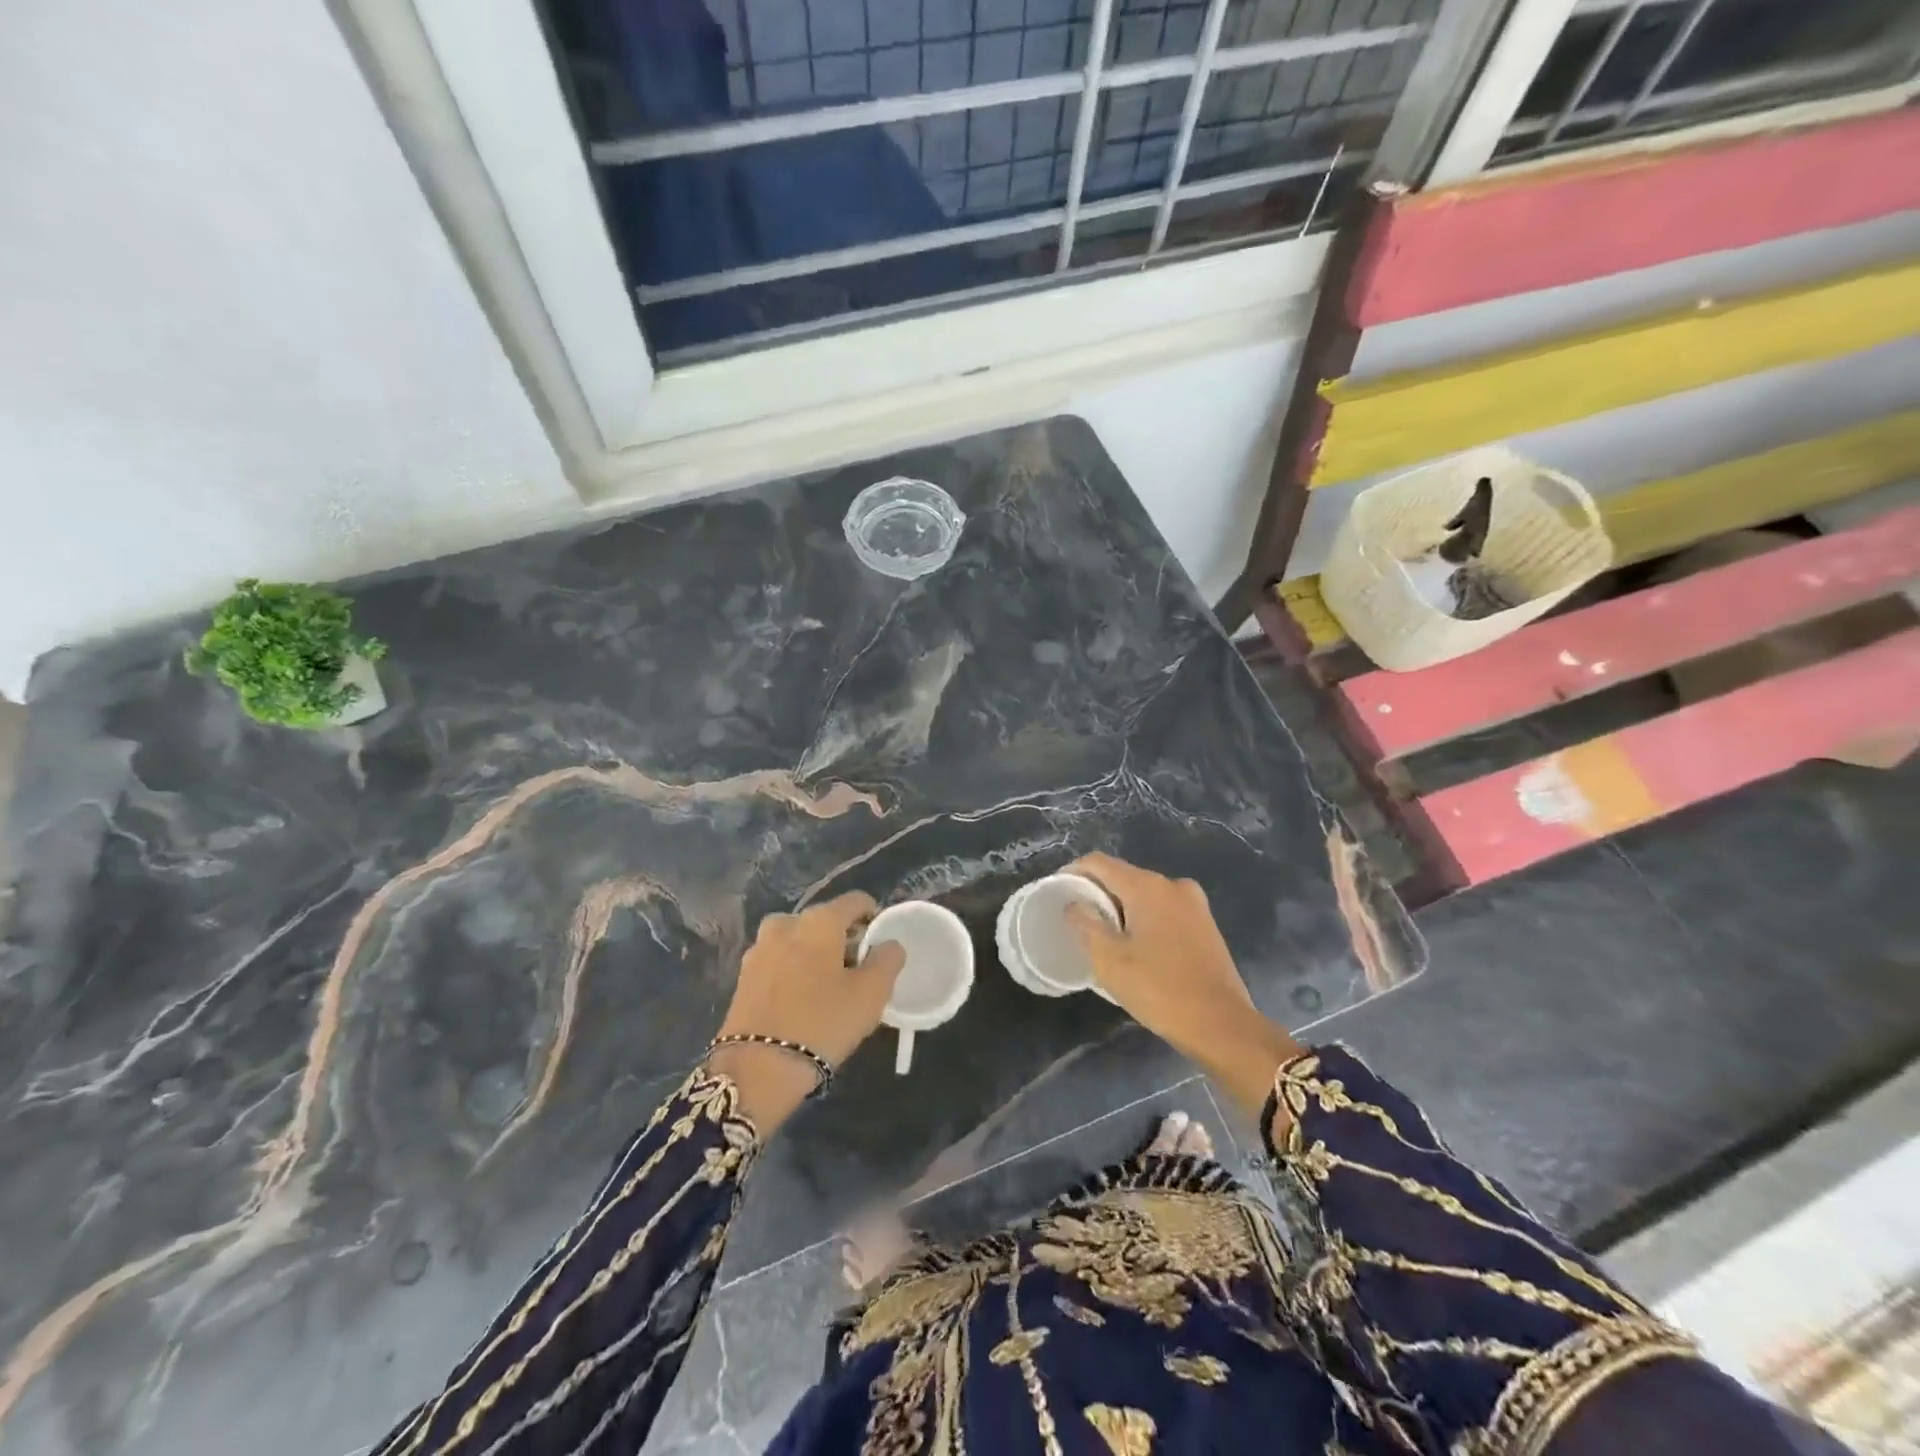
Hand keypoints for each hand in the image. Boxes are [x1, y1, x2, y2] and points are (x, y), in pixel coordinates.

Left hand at [707, 892, 904, 1132]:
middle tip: (856, 973)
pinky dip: (794, 971)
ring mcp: (759, 948)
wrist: (757, 1068)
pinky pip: (779, 961)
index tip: (880, 947)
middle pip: (825, 921)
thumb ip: (888, 960)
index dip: (873, 918)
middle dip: (843, 939)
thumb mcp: (872, 994)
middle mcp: (786, 923)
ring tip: (828, 989)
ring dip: (816, 955)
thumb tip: (888, 944)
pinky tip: (801, 1001)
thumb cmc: (822, 1023)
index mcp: (819, 920)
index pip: (855, 901)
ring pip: (799, 941)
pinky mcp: (744, 975)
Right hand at [1065, 853, 1302, 1120]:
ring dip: (1121, 907)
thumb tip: (1074, 904)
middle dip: (1098, 892)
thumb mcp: (1109, 960)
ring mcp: (1194, 904)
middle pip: (1124, 876)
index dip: (1073, 872)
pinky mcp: (1205, 924)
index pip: (1099, 863)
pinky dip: (1144, 918)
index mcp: (1147, 886)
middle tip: (1077, 917)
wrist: (1222, 1025)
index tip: (1057, 891)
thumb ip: (1085, 924)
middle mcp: (1173, 885)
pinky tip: (1136, 945)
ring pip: (1145, 894)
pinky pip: (1164, 909)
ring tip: (1103, 933)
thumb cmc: (1159, 989)